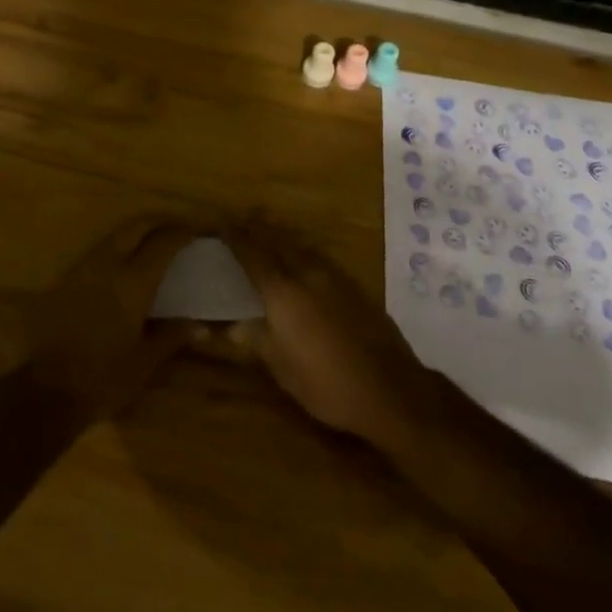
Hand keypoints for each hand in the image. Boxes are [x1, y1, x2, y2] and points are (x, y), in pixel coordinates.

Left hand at [25, 218, 199, 418]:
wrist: (46, 392)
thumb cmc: (103, 378)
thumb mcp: (145, 361)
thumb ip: (173, 335)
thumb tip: (202, 326)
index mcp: (132, 283)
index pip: (162, 244)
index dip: (182, 233)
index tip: (198, 233)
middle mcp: (107, 265)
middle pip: (136, 227)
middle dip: (159, 222)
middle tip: (177, 230)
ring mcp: (83, 269)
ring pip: (114, 235)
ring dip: (136, 233)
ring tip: (154, 244)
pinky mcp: (66, 279)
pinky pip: (98, 251)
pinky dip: (117, 247)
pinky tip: (124, 265)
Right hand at [226, 219, 437, 453]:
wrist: (391, 390)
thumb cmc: (327, 384)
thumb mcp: (282, 369)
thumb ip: (256, 340)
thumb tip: (231, 326)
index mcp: (283, 292)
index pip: (252, 254)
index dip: (235, 238)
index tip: (220, 225)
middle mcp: (307, 274)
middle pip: (278, 240)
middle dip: (257, 228)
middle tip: (241, 221)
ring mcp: (334, 277)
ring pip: (301, 245)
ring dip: (281, 236)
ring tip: (267, 232)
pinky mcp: (354, 286)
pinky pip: (319, 257)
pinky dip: (302, 251)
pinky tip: (302, 260)